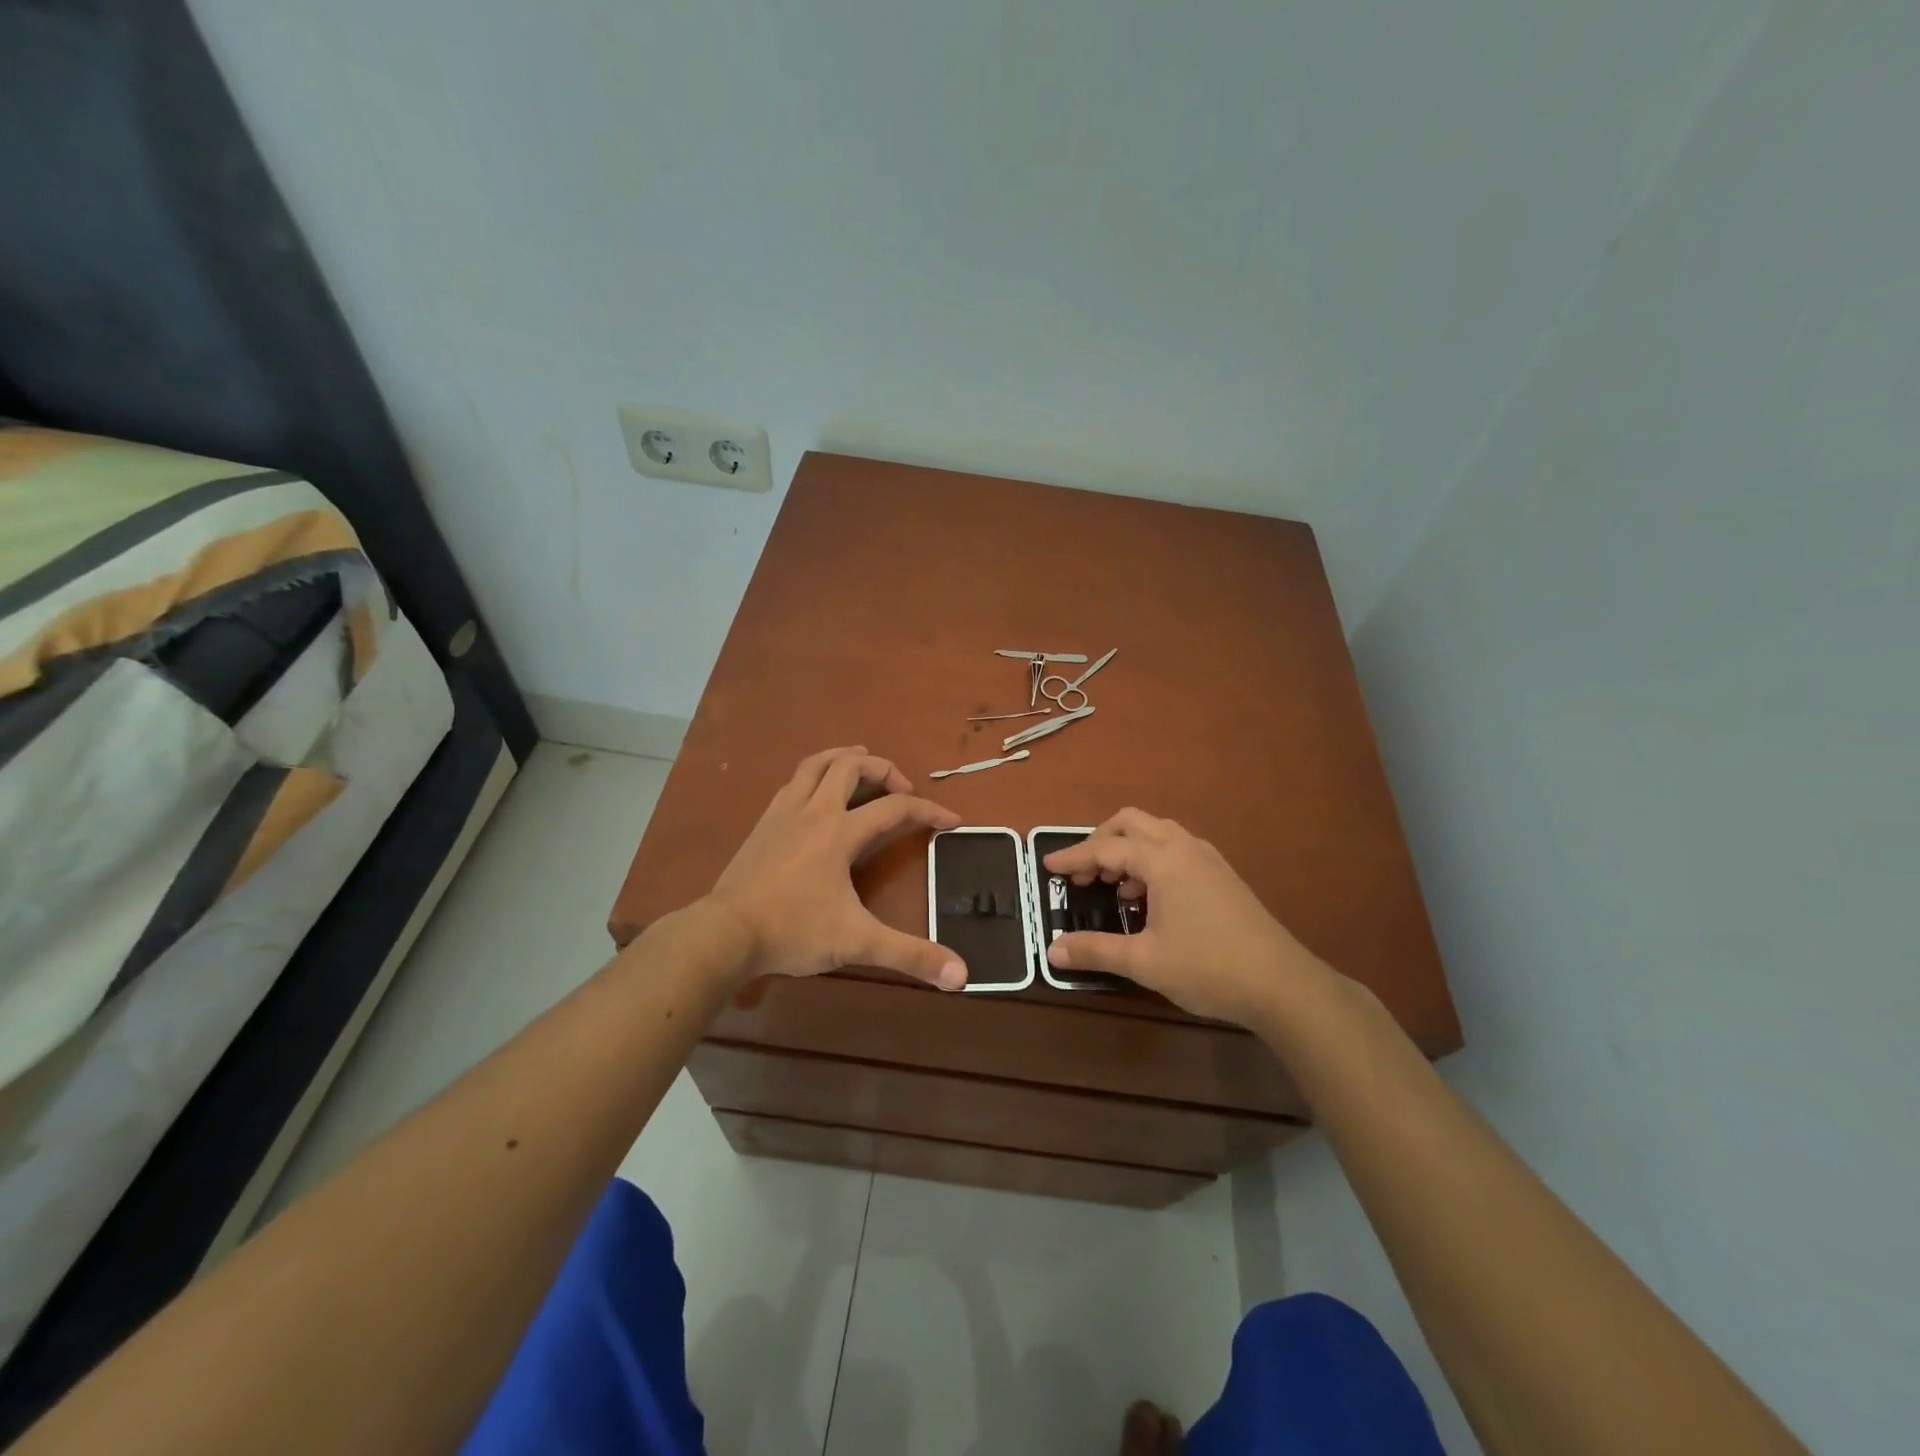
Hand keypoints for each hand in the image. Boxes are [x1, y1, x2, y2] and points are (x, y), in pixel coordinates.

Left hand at [706, 747, 967, 989]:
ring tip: (861, 762)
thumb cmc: (793, 931)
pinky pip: (794, 782)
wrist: (724, 932)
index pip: (895, 807)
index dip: (929, 811)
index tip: (952, 821)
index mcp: (840, 832)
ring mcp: (784, 813)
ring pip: (816, 764)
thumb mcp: (857, 943)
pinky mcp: (763, 823)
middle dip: (883, 768)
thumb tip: (962, 975)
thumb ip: (909, 955)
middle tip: (901, 788)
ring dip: (844, 757)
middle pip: (851, 765)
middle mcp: (814, 811)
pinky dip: (815, 776)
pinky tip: (816, 794)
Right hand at [1043, 808, 1322, 1026]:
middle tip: (1082, 873)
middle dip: (1100, 841)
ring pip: (1156, 832)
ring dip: (1128, 849)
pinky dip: (1151, 859)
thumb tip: (1053, 950)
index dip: (1073, 857)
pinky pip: (1175, 848)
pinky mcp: (1221, 874)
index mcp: (1162, 860)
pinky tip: (1149, 898)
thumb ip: (1096, 950)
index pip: (1105, 848)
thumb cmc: (1208, 967)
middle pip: (1131, 823)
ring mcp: (1207, 858)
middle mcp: (1184, 847)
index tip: (1047, 867)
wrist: (1282, 984)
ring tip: (1114, 886)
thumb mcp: (1144, 962)